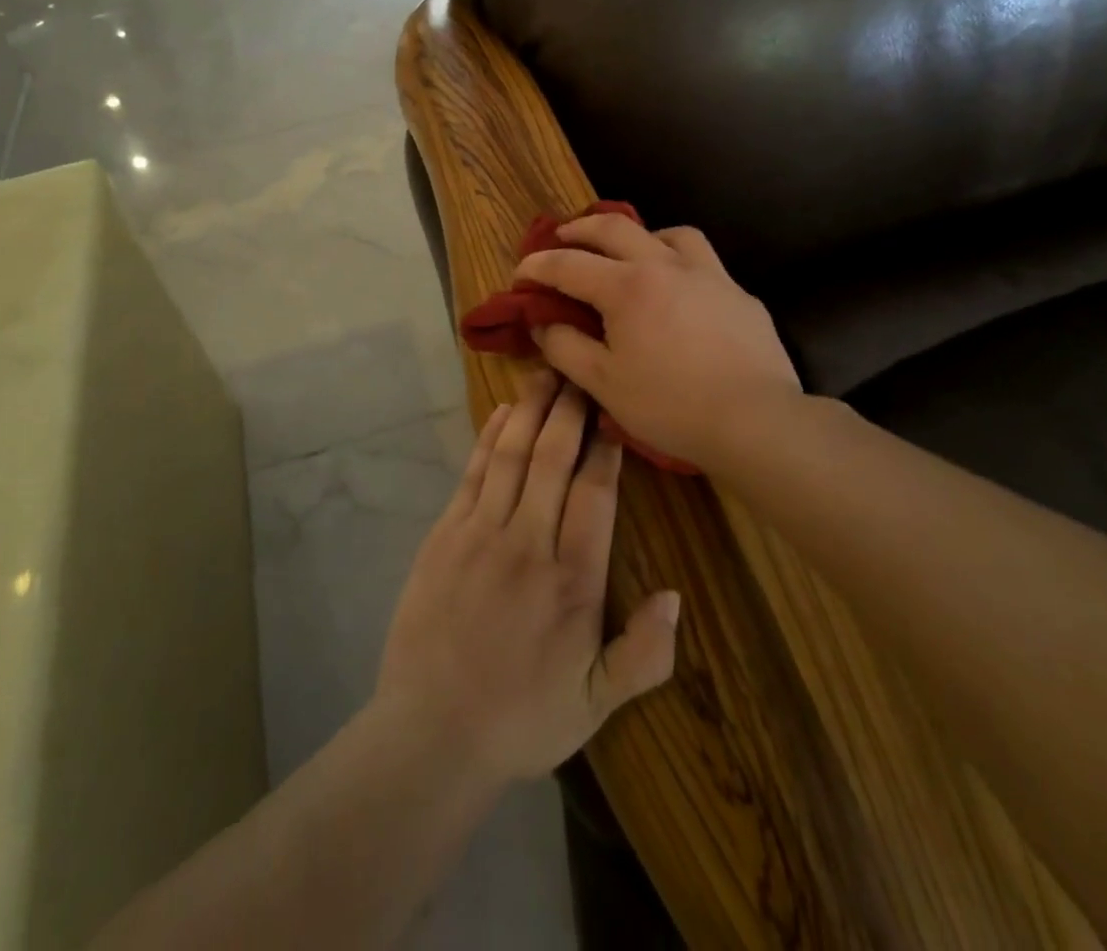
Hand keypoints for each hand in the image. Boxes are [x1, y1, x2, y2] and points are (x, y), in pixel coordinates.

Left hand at [374, 372, 681, 786]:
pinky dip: (489, 438)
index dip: (606, 449)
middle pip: (552, 460)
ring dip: (530, 411)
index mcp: (572, 582)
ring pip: (511, 456)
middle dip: (569, 412)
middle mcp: (527, 544)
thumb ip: (644, 654)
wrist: (431, 731)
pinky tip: (502, 413)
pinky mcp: (444, 534)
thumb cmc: (522, 718)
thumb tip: (675, 595)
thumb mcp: (596, 704)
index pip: (594, 495)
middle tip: (580, 374)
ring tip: (545, 375)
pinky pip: (472, 473)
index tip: (614, 413)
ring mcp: (480, 534)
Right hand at [515, 213, 801, 468]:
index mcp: (626, 287)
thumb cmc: (670, 405)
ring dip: (639, 236)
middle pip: (615, 228)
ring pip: (669, 234)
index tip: (520, 273)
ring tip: (629, 254)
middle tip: (562, 236)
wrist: (756, 421)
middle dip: (580, 229)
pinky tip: (680, 293)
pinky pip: (703, 263)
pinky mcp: (739, 295)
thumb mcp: (603, 384)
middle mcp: (666, 266)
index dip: (537, 266)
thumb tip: (544, 323)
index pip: (568, 264)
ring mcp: (709, 276)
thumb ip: (565, 348)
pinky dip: (679, 264)